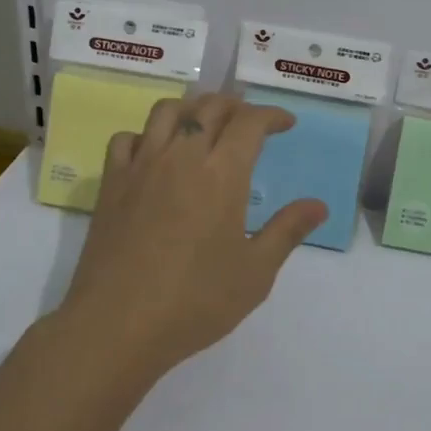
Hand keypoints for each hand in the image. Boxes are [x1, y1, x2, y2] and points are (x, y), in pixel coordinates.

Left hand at [58, 93, 326, 384]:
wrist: (117, 325)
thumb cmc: (194, 301)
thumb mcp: (255, 273)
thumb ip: (287, 231)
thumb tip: (319, 205)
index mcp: (222, 174)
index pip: (250, 122)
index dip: (272, 115)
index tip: (286, 123)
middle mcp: (182, 156)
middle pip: (210, 107)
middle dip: (236, 105)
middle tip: (250, 120)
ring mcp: (142, 166)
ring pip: (167, 110)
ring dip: (192, 107)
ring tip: (204, 123)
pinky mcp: (111, 183)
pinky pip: (127, 138)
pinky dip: (146, 134)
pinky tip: (155, 152)